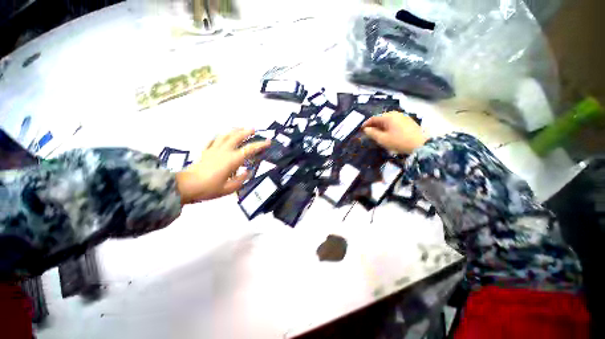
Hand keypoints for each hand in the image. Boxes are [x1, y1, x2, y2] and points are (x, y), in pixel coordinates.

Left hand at [176, 129, 269, 203]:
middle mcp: (224, 151)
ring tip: (240, 127)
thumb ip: (241, 179)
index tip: (268, 142)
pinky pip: (213, 140)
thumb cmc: (208, 188)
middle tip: (254, 129)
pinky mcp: (205, 151)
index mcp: (232, 160)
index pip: (249, 149)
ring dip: (234, 130)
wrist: (185, 187)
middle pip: (237, 137)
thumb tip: (248, 172)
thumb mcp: (229, 188)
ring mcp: (213, 150)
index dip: (260, 145)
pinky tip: (221, 135)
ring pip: (225, 135)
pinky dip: (219, 136)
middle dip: (247, 132)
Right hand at [362, 112, 427, 153]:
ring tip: (377, 133)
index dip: (366, 123)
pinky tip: (387, 133)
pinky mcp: (408, 122)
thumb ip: (372, 133)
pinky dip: (388, 127)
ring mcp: (403, 117)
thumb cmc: (399, 141)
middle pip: (381, 118)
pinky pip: (394, 122)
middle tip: (368, 132)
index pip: (374, 118)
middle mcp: (395, 114)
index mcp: (388, 117)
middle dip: (373, 125)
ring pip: (388, 120)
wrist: (421, 145)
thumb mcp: (383, 139)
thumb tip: (366, 129)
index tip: (361, 129)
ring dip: (380, 126)